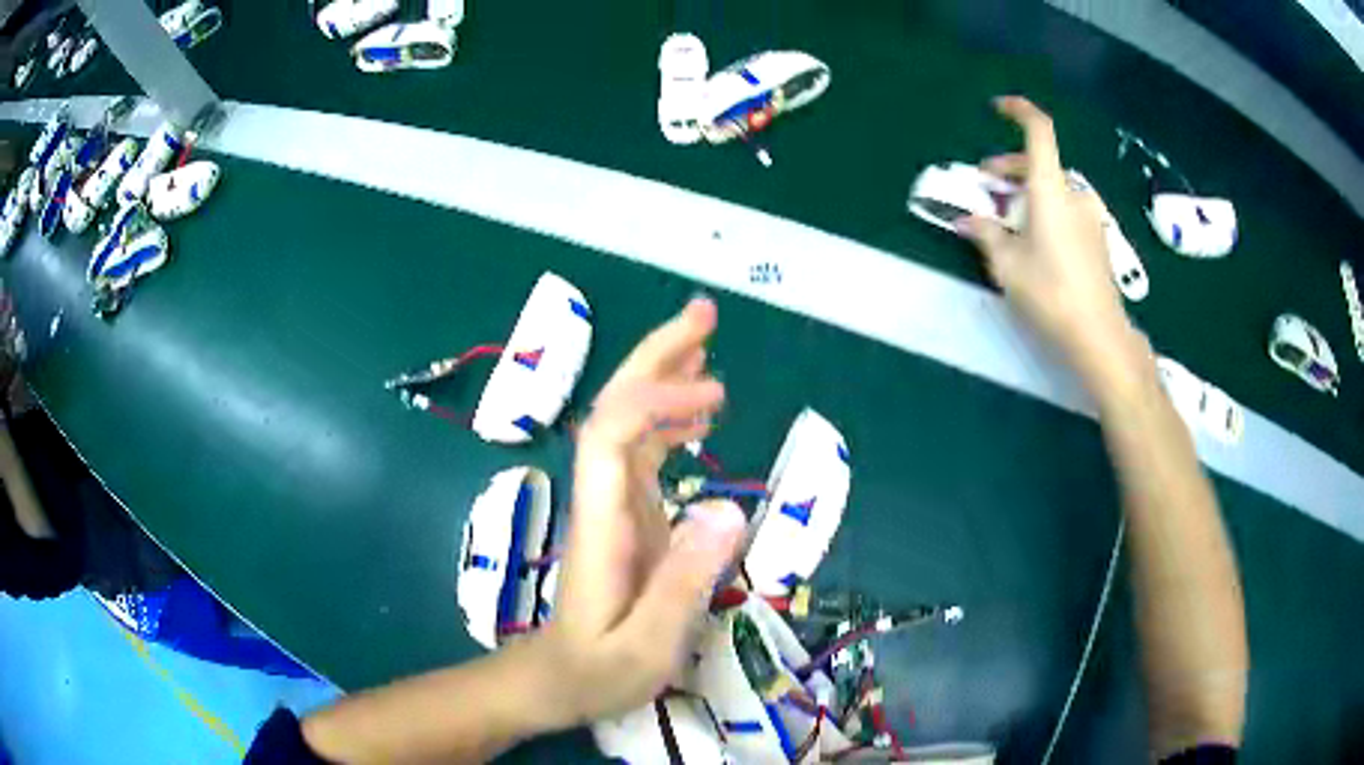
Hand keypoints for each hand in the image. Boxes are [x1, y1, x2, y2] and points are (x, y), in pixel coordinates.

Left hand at [535, 297, 746, 728]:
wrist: (553, 681)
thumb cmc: (596, 672)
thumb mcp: (646, 647)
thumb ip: (683, 584)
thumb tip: (730, 508)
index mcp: (602, 524)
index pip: (611, 436)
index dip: (655, 401)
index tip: (714, 396)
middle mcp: (603, 499)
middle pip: (615, 409)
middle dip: (654, 357)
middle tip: (704, 316)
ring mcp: (613, 504)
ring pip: (629, 422)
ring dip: (663, 377)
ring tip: (707, 344)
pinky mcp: (626, 516)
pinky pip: (645, 451)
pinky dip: (671, 420)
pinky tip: (701, 412)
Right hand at [962, 97, 1145, 383]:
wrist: (1099, 335)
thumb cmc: (1051, 293)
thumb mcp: (1008, 265)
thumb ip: (985, 234)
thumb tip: (967, 220)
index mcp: (1050, 189)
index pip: (1039, 131)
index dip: (1019, 111)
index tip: (998, 108)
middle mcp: (1073, 195)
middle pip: (1040, 164)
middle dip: (1009, 169)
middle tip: (985, 188)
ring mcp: (1089, 217)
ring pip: (1053, 189)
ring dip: (1026, 194)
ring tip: (1006, 221)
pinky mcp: (1097, 239)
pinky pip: (1066, 210)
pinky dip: (1045, 212)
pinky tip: (1033, 241)